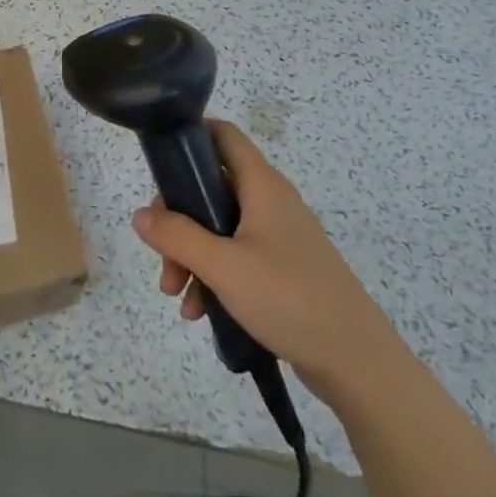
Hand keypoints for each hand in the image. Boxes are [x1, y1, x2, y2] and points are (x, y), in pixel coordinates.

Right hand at [130, 120, 395, 379]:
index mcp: (261, 185)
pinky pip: (234, 257)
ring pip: (218, 227)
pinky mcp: (281, 268)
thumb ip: (176, 236)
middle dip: (178, 219)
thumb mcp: (222, 266)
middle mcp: (269, 202)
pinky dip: (212, 276)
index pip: (223, 135)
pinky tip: (198, 311)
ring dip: (190, 255)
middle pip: (210, 188)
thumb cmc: (288, 298)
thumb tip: (140, 214)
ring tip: (176, 294)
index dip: (189, 137)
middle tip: (161, 253)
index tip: (158, 163)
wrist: (356, 361)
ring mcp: (277, 236)